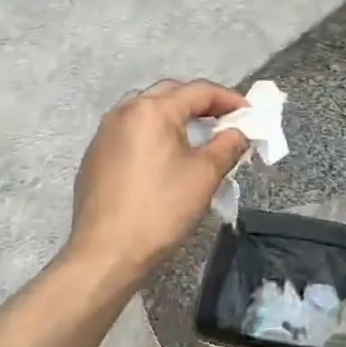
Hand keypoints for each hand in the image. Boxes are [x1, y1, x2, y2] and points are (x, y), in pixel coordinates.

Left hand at [68, 79, 249, 283]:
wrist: (105, 255)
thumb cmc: (160, 209)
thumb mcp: (205, 175)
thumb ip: (228, 145)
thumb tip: (239, 132)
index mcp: (152, 110)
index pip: (198, 91)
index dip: (229, 99)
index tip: (250, 113)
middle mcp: (125, 111)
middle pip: (171, 94)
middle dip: (201, 104)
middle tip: (225, 121)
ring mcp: (105, 133)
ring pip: (148, 111)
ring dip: (176, 117)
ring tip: (198, 137)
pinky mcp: (95, 156)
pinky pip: (132, 131)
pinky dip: (154, 134)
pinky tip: (166, 157)